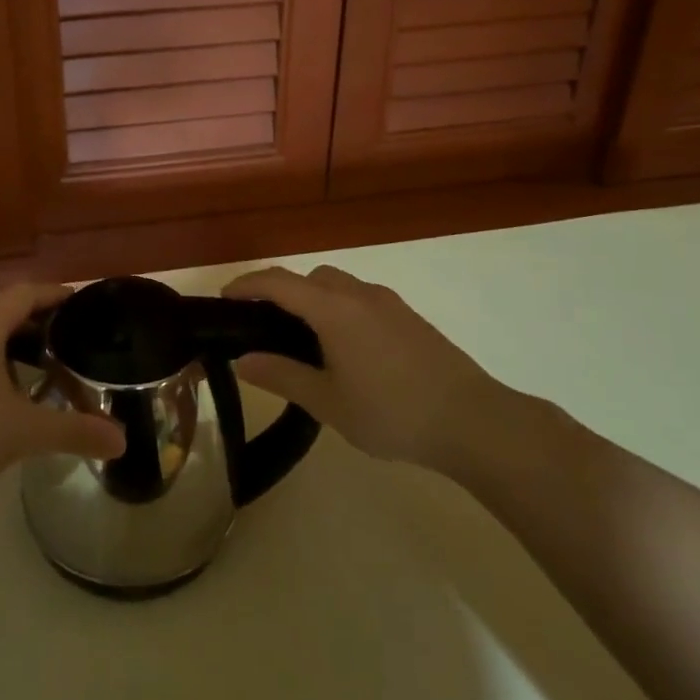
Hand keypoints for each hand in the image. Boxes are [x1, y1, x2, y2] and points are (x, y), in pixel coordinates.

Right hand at [223, 265, 516, 470]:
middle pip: (309, 277)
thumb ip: (282, 376)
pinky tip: (346, 350)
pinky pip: (362, 299)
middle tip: (264, 326)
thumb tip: (241, 360)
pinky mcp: (410, 318)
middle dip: (282, 291)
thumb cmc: (393, 412)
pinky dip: (340, 309)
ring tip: (305, 341)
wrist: (475, 421)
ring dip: (313, 299)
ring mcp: (389, 304)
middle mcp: (360, 295)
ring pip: (339, 285)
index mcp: (334, 310)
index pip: (278, 282)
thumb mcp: (328, 402)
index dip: (247, 285)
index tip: (224, 298)